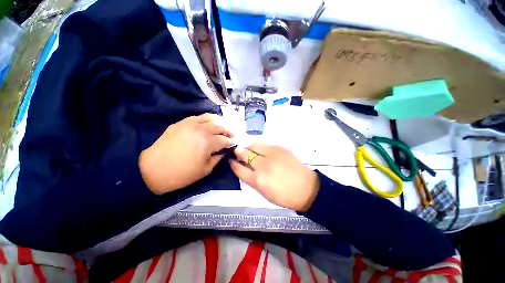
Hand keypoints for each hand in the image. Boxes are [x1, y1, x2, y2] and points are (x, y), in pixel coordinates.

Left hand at [139, 114, 233, 194]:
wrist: (153, 170)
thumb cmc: (182, 174)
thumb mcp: (205, 170)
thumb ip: (218, 158)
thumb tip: (224, 151)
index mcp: (208, 142)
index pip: (225, 140)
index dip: (231, 142)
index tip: (234, 144)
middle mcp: (201, 129)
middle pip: (220, 127)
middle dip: (228, 131)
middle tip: (231, 135)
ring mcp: (190, 123)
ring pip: (210, 118)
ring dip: (219, 122)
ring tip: (223, 127)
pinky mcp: (181, 122)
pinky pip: (198, 117)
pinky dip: (207, 119)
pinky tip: (209, 123)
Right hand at [230, 143, 318, 211]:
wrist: (306, 188)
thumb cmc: (283, 195)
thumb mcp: (263, 193)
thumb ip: (251, 179)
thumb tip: (243, 168)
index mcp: (257, 180)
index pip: (239, 168)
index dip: (233, 164)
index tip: (231, 160)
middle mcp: (262, 165)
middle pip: (244, 153)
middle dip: (238, 151)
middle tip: (237, 151)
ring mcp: (271, 154)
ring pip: (253, 144)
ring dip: (247, 145)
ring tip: (247, 147)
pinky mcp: (280, 148)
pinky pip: (264, 143)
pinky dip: (258, 144)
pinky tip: (258, 146)